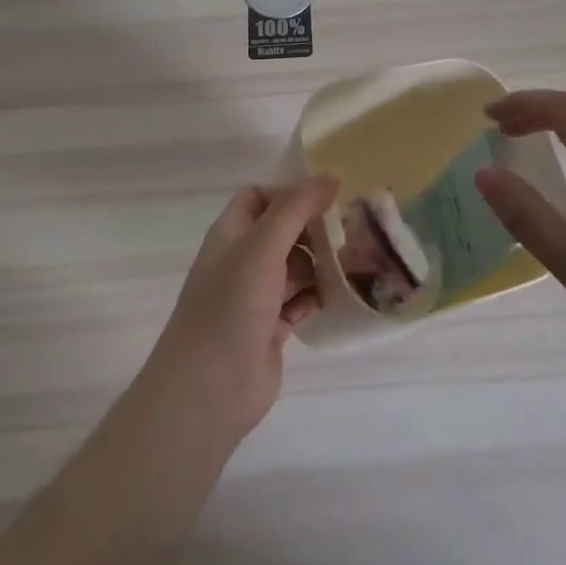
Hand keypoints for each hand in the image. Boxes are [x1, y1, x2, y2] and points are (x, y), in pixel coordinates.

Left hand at [144, 176, 336, 439]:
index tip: (328, 196)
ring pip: (295, 267)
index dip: (289, 192)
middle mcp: (241, 260)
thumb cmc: (231, 305)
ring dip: (320, 264)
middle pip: (282, 231)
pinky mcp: (272, 327)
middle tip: (353, 228)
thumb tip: (330, 176)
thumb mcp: (263, 246)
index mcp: (231, 234)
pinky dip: (317, 297)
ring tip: (355, 261)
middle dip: (313, 230)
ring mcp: (256, 296)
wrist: (210, 388)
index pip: (258, 197)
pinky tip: (339, 296)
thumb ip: (296, 209)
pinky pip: (300, 300)